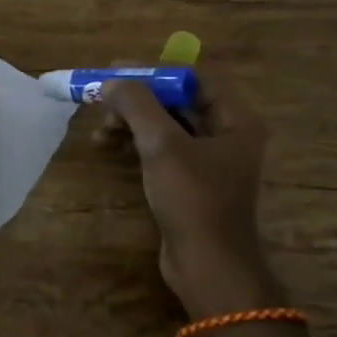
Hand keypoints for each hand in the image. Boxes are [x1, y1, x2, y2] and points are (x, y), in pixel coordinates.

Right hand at [96, 73, 284, 316]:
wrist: (207, 265)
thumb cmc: (193, 199)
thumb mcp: (163, 145)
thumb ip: (137, 105)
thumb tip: (110, 81)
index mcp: (236, 120)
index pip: (193, 78)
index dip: (153, 71)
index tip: (114, 73)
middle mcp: (227, 135)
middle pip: (177, 101)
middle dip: (137, 100)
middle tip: (102, 104)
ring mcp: (209, 161)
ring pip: (165, 126)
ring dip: (131, 123)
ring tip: (100, 133)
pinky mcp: (190, 183)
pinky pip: (162, 150)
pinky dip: (136, 144)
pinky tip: (109, 149)